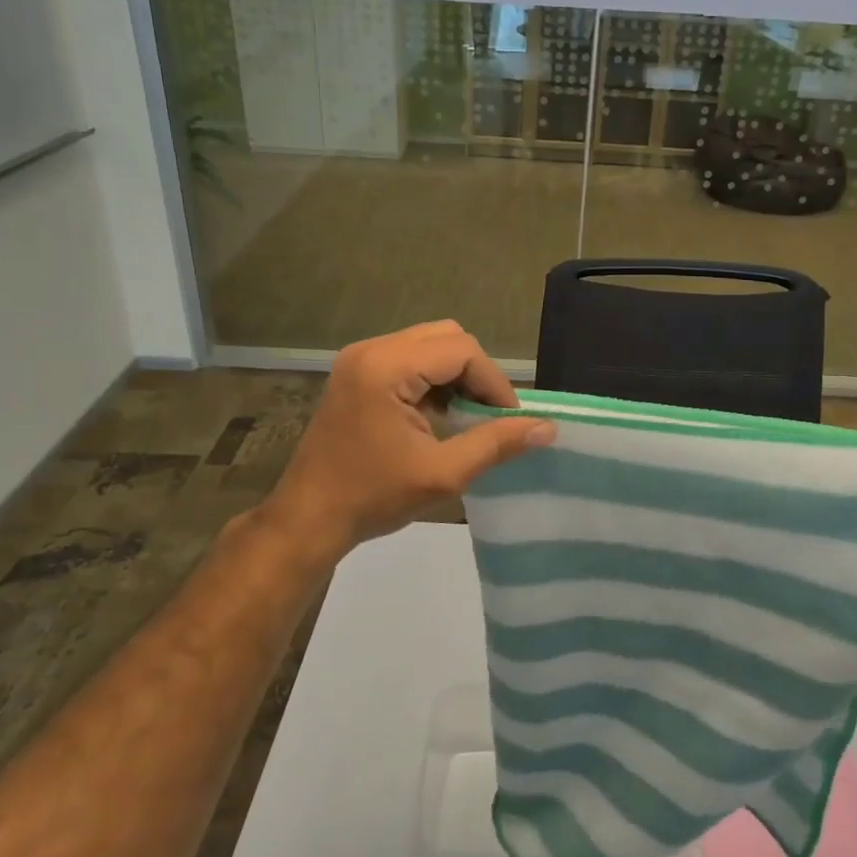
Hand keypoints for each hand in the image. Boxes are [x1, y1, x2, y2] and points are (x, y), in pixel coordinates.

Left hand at [260, 321, 553, 562]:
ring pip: (429, 345)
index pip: (462, 350)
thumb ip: (496, 443)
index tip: (508, 421)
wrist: (309, 520)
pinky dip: (434, 380)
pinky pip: (409, 359)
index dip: (494, 382)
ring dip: (456, 375)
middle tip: (489, 415)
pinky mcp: (356, 373)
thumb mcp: (443, 473)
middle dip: (477, 373)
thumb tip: (548, 427)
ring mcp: (360, 359)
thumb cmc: (373, 497)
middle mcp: (371, 350)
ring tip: (467, 416)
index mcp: (386, 367)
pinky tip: (439, 415)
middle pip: (446, 337)